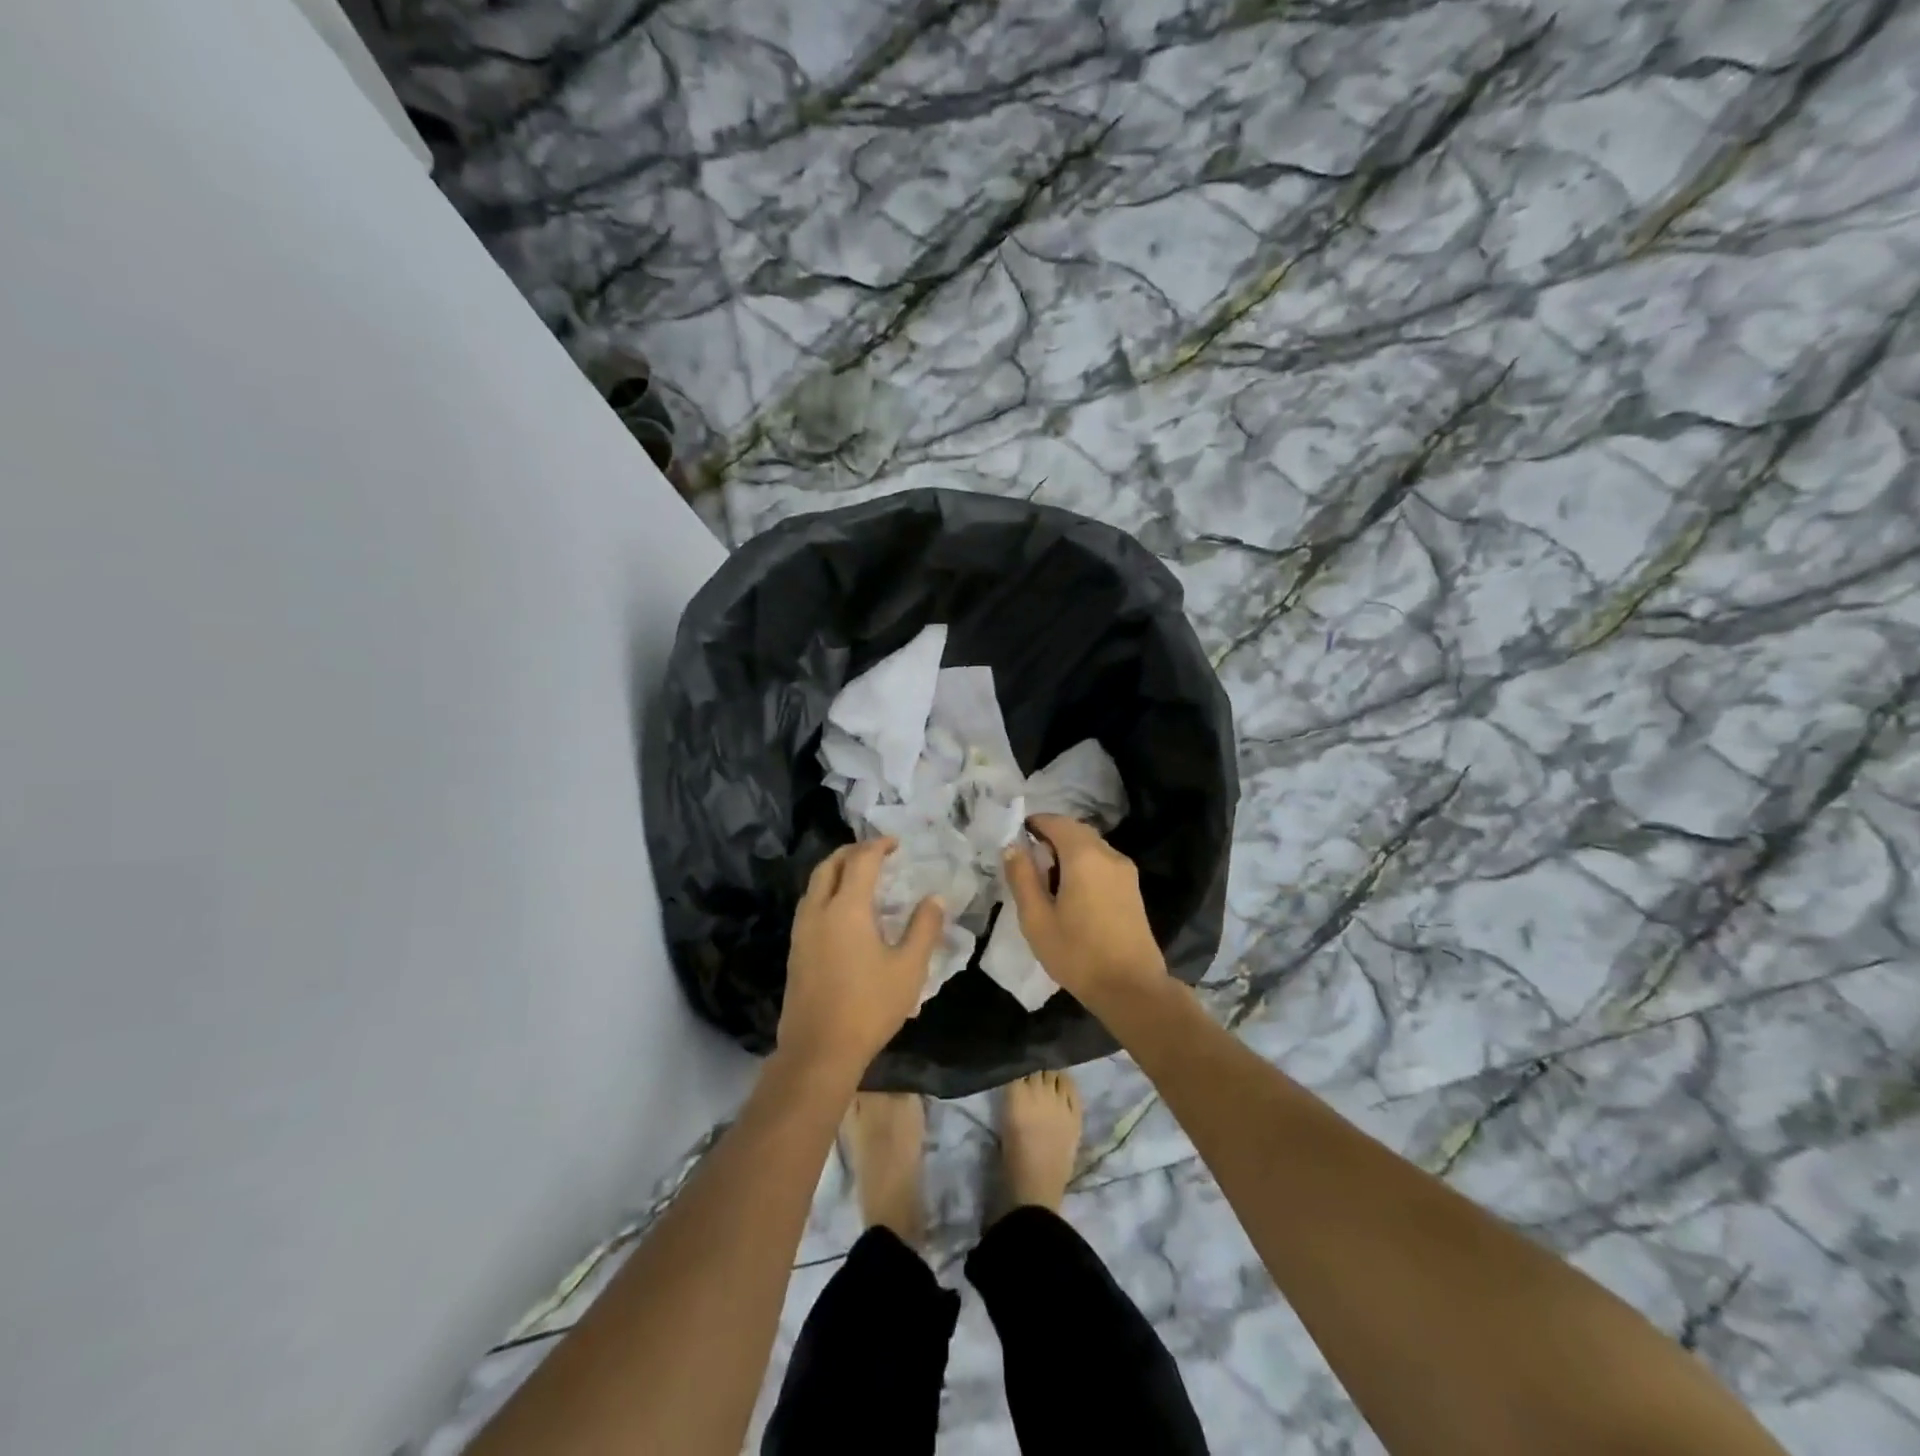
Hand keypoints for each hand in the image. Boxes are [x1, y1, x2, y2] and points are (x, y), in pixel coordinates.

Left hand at [779, 839, 944, 1078]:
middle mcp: (819, 911)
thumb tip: (934, 898)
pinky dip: (828, 891)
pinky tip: (845, 911)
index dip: (879, 846)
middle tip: (877, 852)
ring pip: (815, 884)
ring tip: (861, 876)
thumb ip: (924, 928)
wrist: (819, 1050)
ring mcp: (802, 931)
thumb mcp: (909, 969)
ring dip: (836, 870)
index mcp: (847, 909)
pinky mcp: (796, 950)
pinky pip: (810, 904)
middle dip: (852, 851)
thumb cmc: (869, 1007)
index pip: (861, 861)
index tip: (897, 843)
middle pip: (830, 865)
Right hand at [1002, 815, 1170, 1009]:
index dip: (1035, 823)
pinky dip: (1084, 864)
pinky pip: (1103, 862)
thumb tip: (1012, 846)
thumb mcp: (1036, 919)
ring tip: (1048, 880)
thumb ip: (1022, 877)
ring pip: (1091, 846)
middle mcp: (1108, 854)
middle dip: (1051, 837)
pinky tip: (1072, 892)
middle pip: (1076, 831)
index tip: (1016, 837)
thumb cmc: (1077, 953)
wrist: (1131, 988)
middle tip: (1029, 861)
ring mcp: (1125, 871)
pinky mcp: (1133, 888)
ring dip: (1068, 851)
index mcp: (1084, 856)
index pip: (1057, 822)